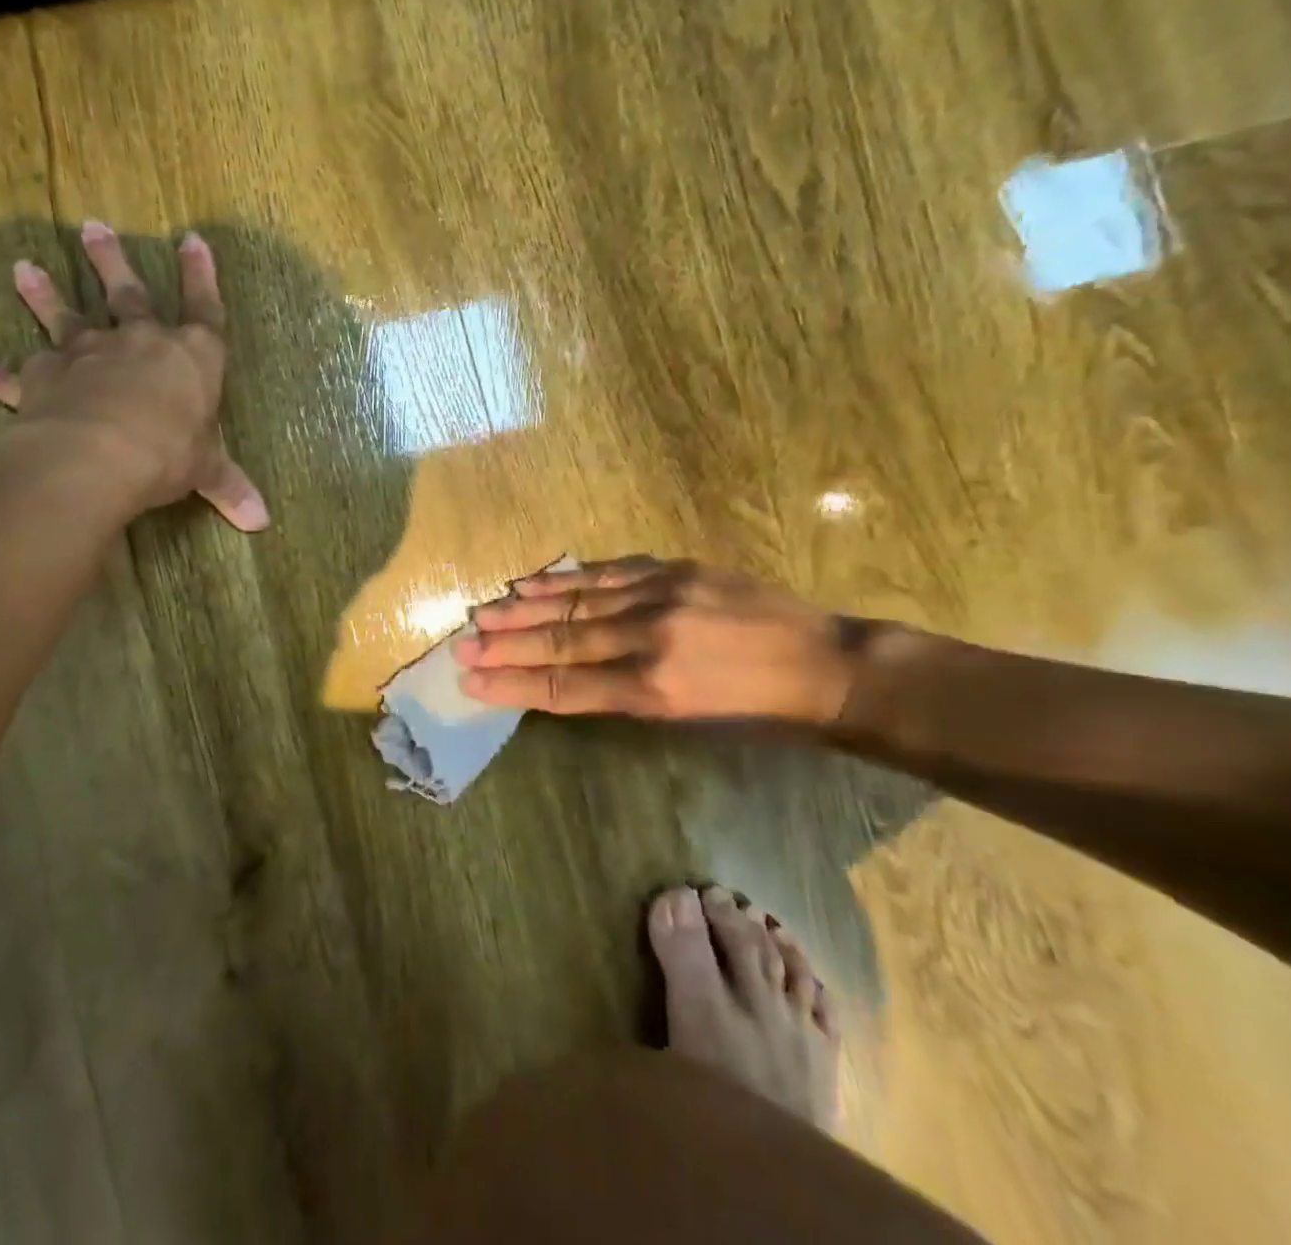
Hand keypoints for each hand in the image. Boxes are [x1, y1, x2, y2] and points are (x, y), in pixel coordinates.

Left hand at [0, 221, 268, 531]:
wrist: (98, 454)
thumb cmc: (168, 452)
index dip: (201, 275)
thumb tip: (262, 522)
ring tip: (23, 268)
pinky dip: (5, 375)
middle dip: (112, 260)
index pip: (204, 308)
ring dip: (45, 295)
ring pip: (65, 317)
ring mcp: (88, 355)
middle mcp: (138, 343)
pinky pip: (22, 374)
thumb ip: (228, 487)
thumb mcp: (206, 471)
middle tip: (92, 227)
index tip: (191, 239)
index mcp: (190, 356)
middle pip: (128, 293)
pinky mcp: (45, 379)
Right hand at [454, 557, 855, 722]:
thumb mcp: (688, 721)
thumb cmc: (758, 713)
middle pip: (560, 641)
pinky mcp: (674, 569)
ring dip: (524, 606)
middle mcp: (649, 638)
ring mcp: (661, 596)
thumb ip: (623, 694)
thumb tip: (567, 676)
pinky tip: (534, 579)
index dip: (512, 684)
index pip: (564, 686)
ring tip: (484, 609)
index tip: (470, 680)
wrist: (828, 666)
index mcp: (654, 689)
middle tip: (462, 642)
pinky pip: (607, 572)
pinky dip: (565, 577)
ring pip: (576, 600)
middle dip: (505, 643)